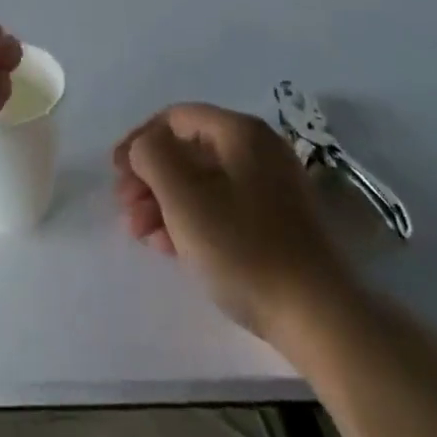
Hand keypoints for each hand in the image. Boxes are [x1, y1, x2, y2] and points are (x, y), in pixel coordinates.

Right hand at [113, 104, 350, 338]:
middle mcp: (259, 150)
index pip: (175, 118)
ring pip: (203, 182)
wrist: (320, 318)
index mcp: (240, 132)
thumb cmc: (243, 247)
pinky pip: (223, 206)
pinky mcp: (278, 224)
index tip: (115, 174)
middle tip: (125, 209)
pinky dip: (192, 219)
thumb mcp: (183, 196)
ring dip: (165, 202)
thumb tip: (145, 147)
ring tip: (142, 235)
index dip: (139, 141)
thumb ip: (152, 155)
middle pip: (188, 150)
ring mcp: (272, 188)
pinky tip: (170, 247)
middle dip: (150, 177)